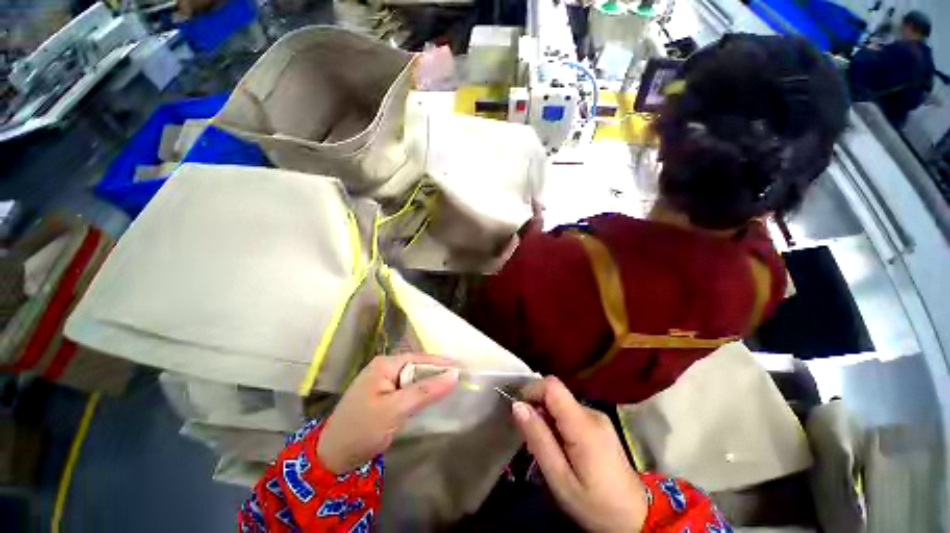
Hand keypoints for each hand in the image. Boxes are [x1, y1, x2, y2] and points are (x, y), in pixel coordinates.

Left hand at [317, 354, 457, 473]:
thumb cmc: (362, 429)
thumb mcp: (396, 409)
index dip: (440, 363)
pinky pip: (407, 389)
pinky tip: (431, 397)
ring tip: (450, 386)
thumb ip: (426, 391)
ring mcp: (382, 382)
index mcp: (385, 365)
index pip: (419, 359)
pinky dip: (420, 393)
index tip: (461, 368)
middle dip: (436, 373)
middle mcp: (384, 368)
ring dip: (429, 383)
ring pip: (413, 379)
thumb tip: (454, 375)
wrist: (333, 458)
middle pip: (417, 367)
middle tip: (458, 379)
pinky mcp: (383, 396)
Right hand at [512, 377, 647, 532]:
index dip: (531, 390)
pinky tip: (560, 449)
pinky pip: (570, 413)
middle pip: (555, 394)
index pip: (552, 386)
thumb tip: (518, 406)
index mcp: (583, 424)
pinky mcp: (599, 424)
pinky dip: (558, 424)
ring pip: (561, 403)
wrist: (637, 519)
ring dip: (547, 418)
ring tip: (545, 448)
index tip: (518, 411)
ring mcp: (598, 417)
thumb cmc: (596, 505)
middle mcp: (592, 412)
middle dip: (537, 408)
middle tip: (530, 439)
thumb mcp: (560, 479)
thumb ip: (539, 439)